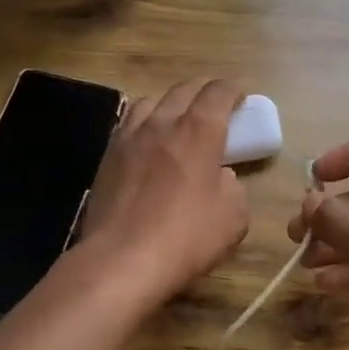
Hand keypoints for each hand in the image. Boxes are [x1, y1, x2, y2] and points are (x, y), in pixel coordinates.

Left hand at [76, 78, 248, 303]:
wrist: (121, 260)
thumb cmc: (186, 236)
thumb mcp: (234, 215)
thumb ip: (233, 186)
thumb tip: (221, 177)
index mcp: (198, 130)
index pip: (218, 91)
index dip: (233, 90)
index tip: (241, 99)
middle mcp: (162, 122)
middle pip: (184, 89)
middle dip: (204, 91)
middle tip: (215, 106)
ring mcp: (129, 137)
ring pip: (151, 101)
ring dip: (170, 103)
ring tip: (177, 120)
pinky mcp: (107, 157)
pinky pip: (129, 124)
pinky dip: (145, 124)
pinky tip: (148, 143)